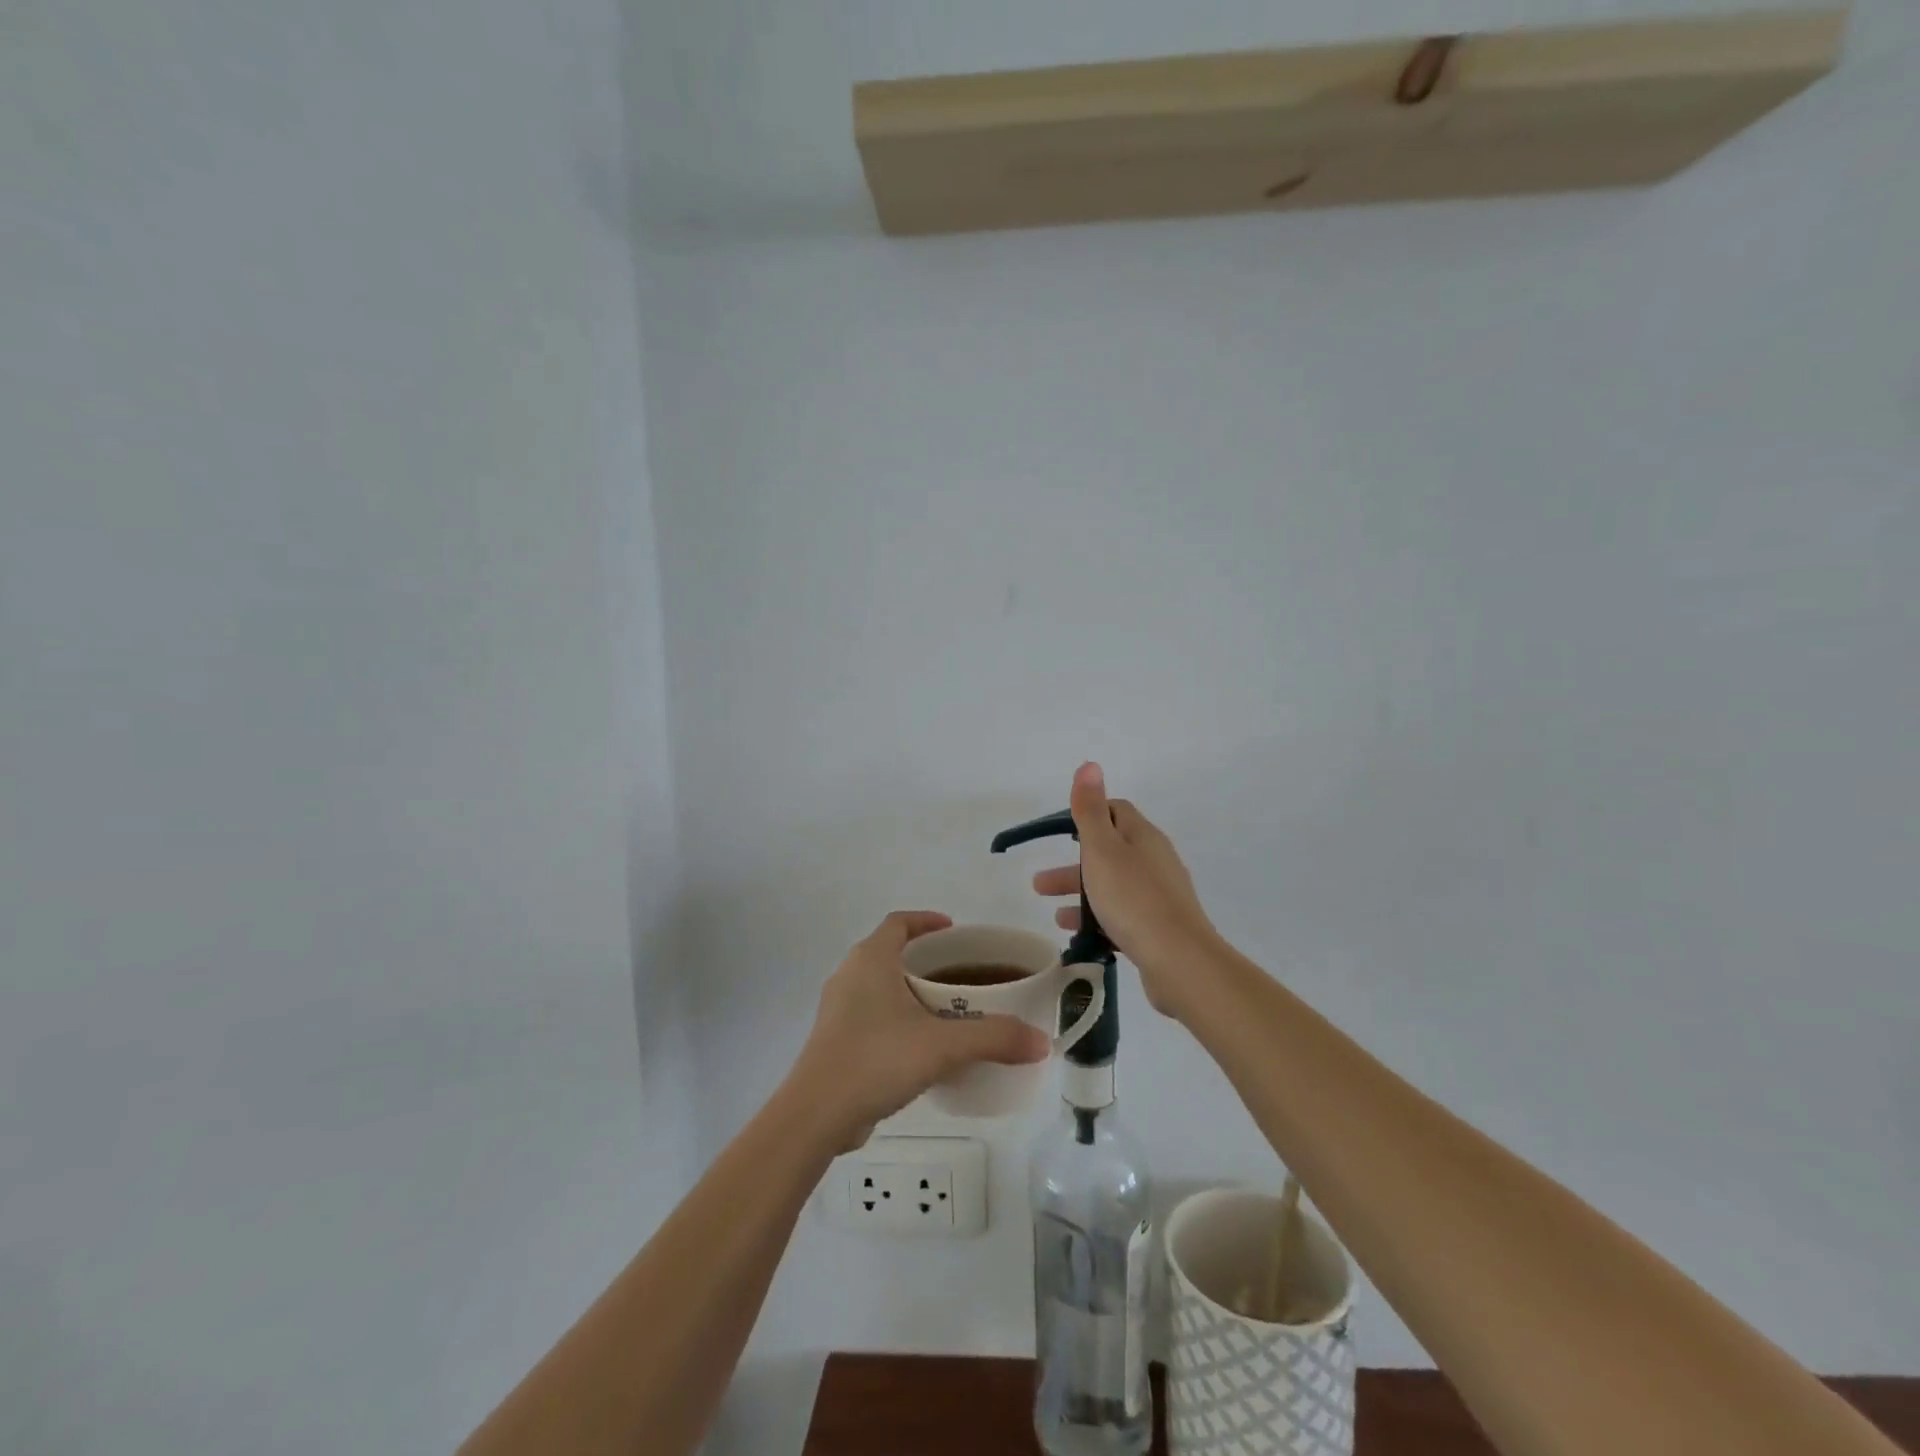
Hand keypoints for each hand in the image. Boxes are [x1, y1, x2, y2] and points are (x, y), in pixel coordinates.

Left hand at [787, 911, 1049, 1149]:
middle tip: (961, 973)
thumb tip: (1041, 1041)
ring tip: (947, 1009)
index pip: (899, 922)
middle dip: (925, 958)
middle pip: (890, 951)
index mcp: (870, 959)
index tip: (954, 930)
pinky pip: (872, 1013)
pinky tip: (920, 1045)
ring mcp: (838, 1008)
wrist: (816, 1114)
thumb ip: (994, 1038)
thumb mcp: (942, 1046)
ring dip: (910, 989)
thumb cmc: (876, 1059)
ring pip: (880, 984)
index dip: (926, 921)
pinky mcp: (835, 1038)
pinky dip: (897, 1016)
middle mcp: (850, 974)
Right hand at [1034, 763, 1220, 1020]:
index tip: (1058, 833)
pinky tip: (1081, 939)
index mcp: (1142, 837)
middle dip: (1073, 866)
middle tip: (1039, 885)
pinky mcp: (1160, 928)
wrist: (1180, 961)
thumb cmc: (1133, 899)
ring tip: (1055, 917)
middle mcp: (1155, 861)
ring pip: (1113, 887)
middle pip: (1109, 853)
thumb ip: (1090, 810)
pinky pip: (1123, 916)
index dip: (1087, 815)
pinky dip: (1099, 920)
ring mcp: (1160, 896)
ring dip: (1082, 896)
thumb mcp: (1102, 849)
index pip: (1115, 811)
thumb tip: (1090, 764)